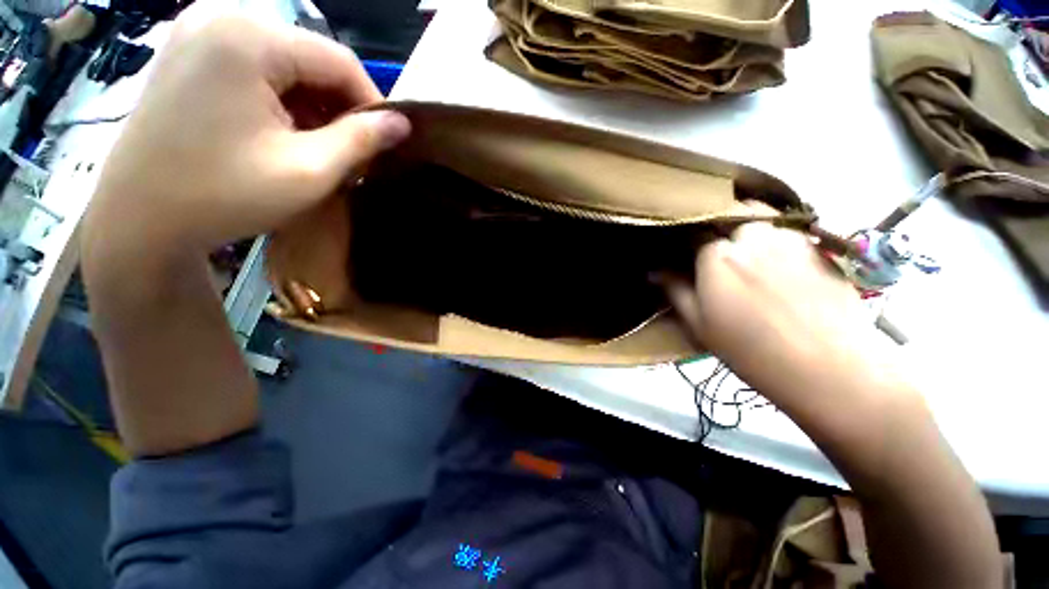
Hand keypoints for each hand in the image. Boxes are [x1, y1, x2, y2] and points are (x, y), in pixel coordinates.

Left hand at [85, 4, 409, 252]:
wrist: (138, 217)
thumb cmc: (224, 195)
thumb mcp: (309, 171)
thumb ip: (362, 141)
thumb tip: (403, 123)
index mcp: (249, 38)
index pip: (340, 61)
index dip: (373, 103)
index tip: (386, 142)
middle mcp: (222, 17)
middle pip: (310, 57)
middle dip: (339, 106)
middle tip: (352, 150)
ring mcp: (199, 31)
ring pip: (285, 62)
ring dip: (312, 104)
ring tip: (319, 145)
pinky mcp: (188, 51)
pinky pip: (255, 65)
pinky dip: (280, 98)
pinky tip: (283, 131)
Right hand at [666, 213, 888, 401]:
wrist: (828, 367)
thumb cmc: (751, 349)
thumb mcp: (699, 324)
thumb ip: (675, 291)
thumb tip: (654, 271)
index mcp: (716, 254)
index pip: (691, 234)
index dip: (685, 245)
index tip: (684, 258)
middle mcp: (751, 236)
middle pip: (725, 218)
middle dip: (717, 232)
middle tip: (717, 258)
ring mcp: (788, 238)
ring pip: (757, 220)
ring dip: (746, 231)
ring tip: (747, 259)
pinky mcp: (817, 246)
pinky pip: (785, 231)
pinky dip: (774, 239)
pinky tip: (776, 266)